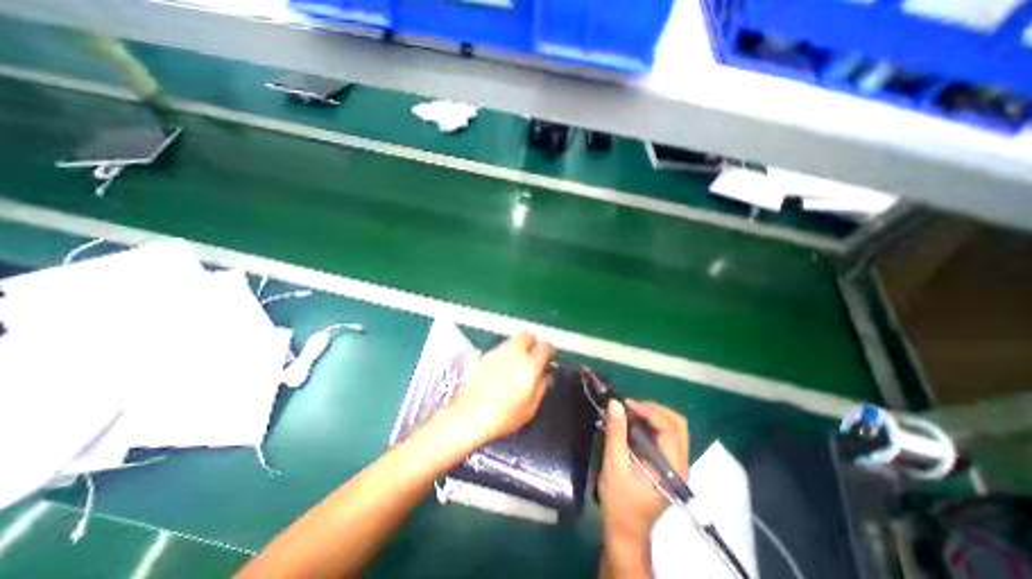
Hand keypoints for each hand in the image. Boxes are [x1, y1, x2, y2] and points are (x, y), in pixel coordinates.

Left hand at [447, 330, 551, 447]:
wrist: (471, 415)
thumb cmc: (505, 415)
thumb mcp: (531, 407)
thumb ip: (541, 386)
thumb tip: (546, 374)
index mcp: (530, 365)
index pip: (545, 346)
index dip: (549, 351)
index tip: (548, 360)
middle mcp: (514, 352)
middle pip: (527, 334)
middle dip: (532, 342)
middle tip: (532, 356)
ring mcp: (497, 352)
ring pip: (512, 339)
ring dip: (517, 347)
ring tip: (516, 363)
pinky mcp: (484, 355)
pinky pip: (500, 348)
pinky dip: (504, 354)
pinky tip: (501, 369)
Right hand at [597, 400, 682, 576]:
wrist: (626, 531)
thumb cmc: (620, 501)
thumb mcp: (614, 465)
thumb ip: (616, 433)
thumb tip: (615, 403)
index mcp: (672, 467)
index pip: (669, 428)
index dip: (648, 411)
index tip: (626, 403)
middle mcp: (680, 463)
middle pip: (677, 424)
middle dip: (654, 409)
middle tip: (630, 406)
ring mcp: (676, 464)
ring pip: (674, 428)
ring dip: (653, 415)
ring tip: (630, 412)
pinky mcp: (667, 464)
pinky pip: (665, 435)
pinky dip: (651, 424)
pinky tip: (634, 424)